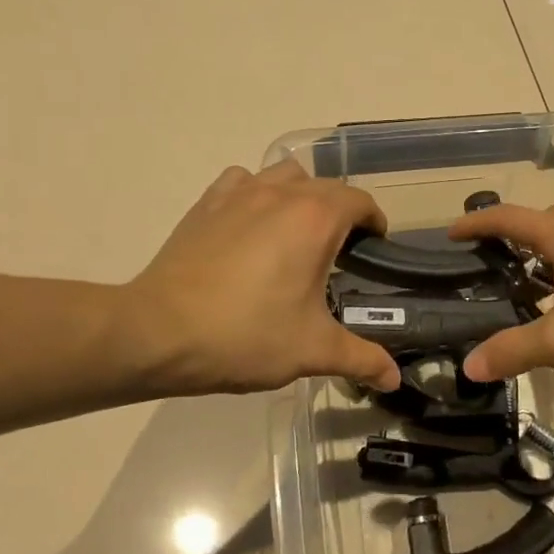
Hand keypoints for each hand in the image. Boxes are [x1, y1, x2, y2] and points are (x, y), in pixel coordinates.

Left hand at [121, 161, 401, 396]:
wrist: (158, 333)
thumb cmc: (246, 336)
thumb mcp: (312, 351)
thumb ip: (361, 358)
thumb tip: (395, 378)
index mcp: (316, 219)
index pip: (360, 202)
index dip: (374, 223)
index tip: (374, 249)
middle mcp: (282, 194)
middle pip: (327, 186)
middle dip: (341, 211)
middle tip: (339, 252)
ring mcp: (240, 193)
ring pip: (285, 176)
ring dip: (301, 195)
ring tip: (296, 232)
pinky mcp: (207, 203)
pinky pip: (243, 181)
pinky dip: (257, 193)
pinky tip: (252, 224)